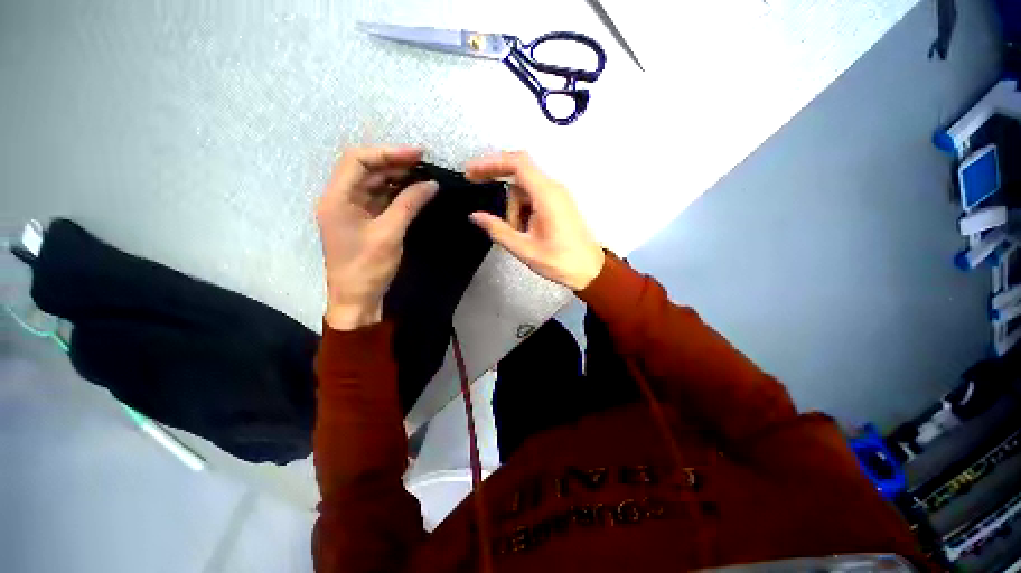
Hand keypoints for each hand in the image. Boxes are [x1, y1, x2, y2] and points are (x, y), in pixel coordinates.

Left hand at [316, 146, 437, 330]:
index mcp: (336, 198)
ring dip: (397, 178)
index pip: (357, 160)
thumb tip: (431, 184)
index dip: (387, 152)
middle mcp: (340, 198)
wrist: (357, 299)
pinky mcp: (363, 221)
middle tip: (424, 163)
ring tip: (423, 175)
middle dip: (394, 163)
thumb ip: (409, 204)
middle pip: (365, 169)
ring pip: (374, 184)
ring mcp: (352, 210)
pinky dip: (397, 194)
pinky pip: (380, 199)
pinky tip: (415, 191)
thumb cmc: (367, 268)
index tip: (417, 154)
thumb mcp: (389, 233)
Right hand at [466, 152, 603, 290]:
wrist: (590, 270)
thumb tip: (475, 216)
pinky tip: (525, 230)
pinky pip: (533, 198)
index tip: (471, 172)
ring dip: (514, 209)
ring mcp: (557, 195)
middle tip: (482, 200)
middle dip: (500, 190)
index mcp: (546, 195)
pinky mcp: (558, 204)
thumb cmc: (560, 261)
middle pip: (519, 176)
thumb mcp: (524, 249)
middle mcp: (553, 188)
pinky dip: (523, 211)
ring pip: (524, 190)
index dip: (491, 163)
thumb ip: (498, 230)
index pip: (517, 163)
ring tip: (519, 234)